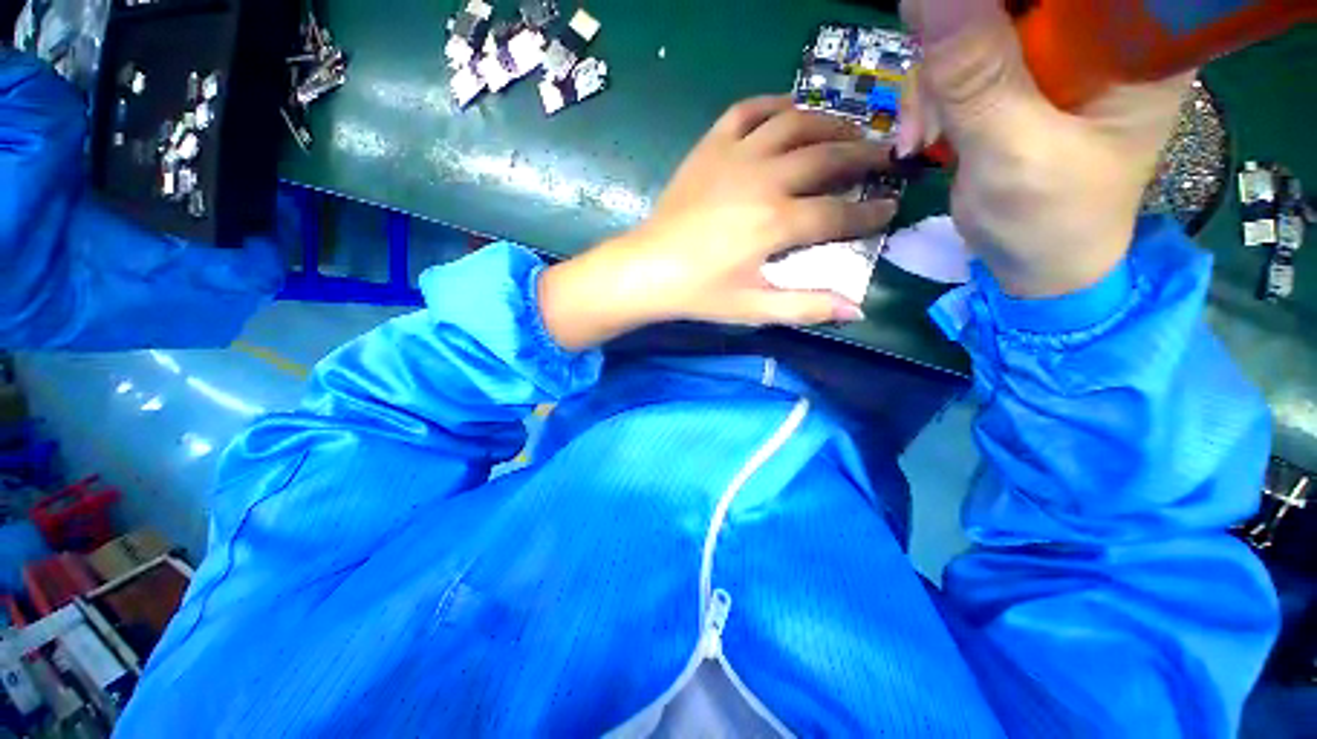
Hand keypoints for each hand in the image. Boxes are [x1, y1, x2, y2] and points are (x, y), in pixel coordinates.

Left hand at [540, 97, 896, 350]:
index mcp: (776, 223)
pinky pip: (748, 110)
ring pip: (795, 122)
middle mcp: (763, 180)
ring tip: (849, 128)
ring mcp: (735, 157)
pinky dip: (774, 104)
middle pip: (827, 156)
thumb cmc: (698, 292)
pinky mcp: (710, 147)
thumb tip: (856, 310)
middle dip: (864, 155)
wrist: (647, 268)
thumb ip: (804, 307)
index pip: (838, 213)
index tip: (890, 206)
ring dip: (829, 121)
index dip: (869, 213)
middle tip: (884, 157)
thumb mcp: (752, 307)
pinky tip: (789, 112)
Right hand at [898, 0, 1191, 296]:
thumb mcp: (1012, 150)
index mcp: (1137, 39)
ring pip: (974, 26)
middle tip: (929, 98)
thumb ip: (974, 76)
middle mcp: (1099, 32)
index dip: (1000, 3)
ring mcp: (1053, 55)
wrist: (1035, 265)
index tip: (949, 26)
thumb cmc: (1048, 220)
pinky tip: (921, 137)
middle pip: (1012, 1)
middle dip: (956, 41)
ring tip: (920, 138)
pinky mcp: (1018, 79)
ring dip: (933, 81)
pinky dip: (929, 98)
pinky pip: (958, 63)